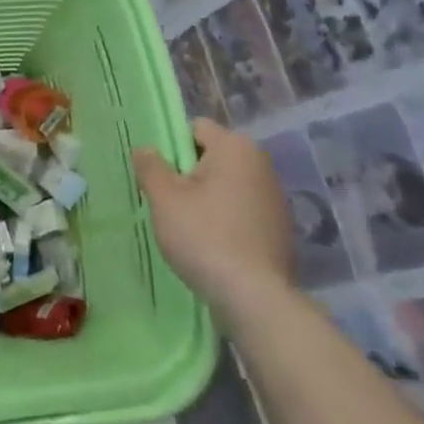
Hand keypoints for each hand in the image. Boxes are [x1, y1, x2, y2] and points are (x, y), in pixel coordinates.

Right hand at [134, 119, 293, 322]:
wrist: (253, 295)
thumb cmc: (203, 235)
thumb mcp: (164, 198)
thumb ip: (150, 166)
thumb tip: (144, 148)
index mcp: (236, 148)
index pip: (195, 128)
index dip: (171, 147)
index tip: (157, 175)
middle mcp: (261, 164)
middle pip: (211, 156)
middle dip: (187, 173)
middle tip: (166, 201)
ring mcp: (275, 197)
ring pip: (226, 184)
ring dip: (205, 196)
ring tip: (186, 225)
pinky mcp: (279, 226)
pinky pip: (240, 208)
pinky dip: (223, 217)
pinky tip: (211, 242)